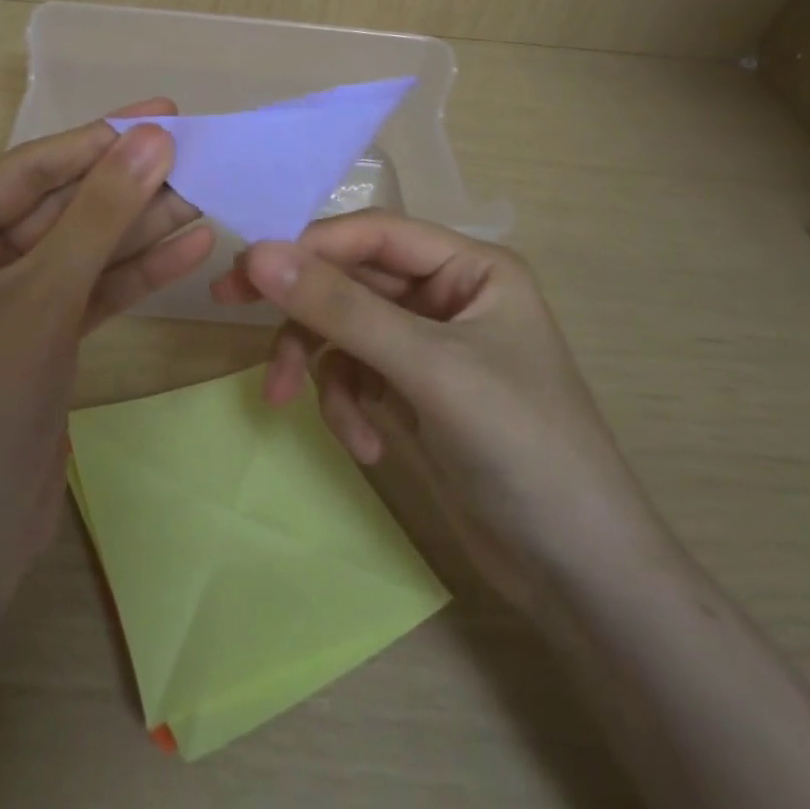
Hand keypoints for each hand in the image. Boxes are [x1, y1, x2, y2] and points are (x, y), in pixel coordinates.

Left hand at [0, 102, 214, 590]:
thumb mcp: (43, 297)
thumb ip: (100, 216)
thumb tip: (151, 139)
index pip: (31, 170)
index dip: (99, 139)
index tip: (163, 113)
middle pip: (63, 207)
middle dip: (128, 185)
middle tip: (196, 153)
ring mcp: (13, 303)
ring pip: (86, 250)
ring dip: (142, 227)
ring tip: (206, 195)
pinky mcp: (44, 340)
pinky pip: (94, 292)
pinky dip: (138, 273)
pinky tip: (191, 247)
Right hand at [212, 211, 660, 596]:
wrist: (580, 575)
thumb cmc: (521, 447)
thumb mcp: (428, 369)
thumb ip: (341, 309)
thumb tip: (257, 253)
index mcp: (469, 267)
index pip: (372, 233)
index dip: (308, 245)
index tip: (245, 269)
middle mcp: (447, 295)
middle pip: (350, 280)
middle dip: (302, 310)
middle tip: (229, 307)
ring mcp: (428, 346)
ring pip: (343, 329)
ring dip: (321, 367)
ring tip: (297, 409)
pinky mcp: (414, 392)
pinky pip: (356, 374)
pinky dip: (347, 404)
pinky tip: (367, 446)